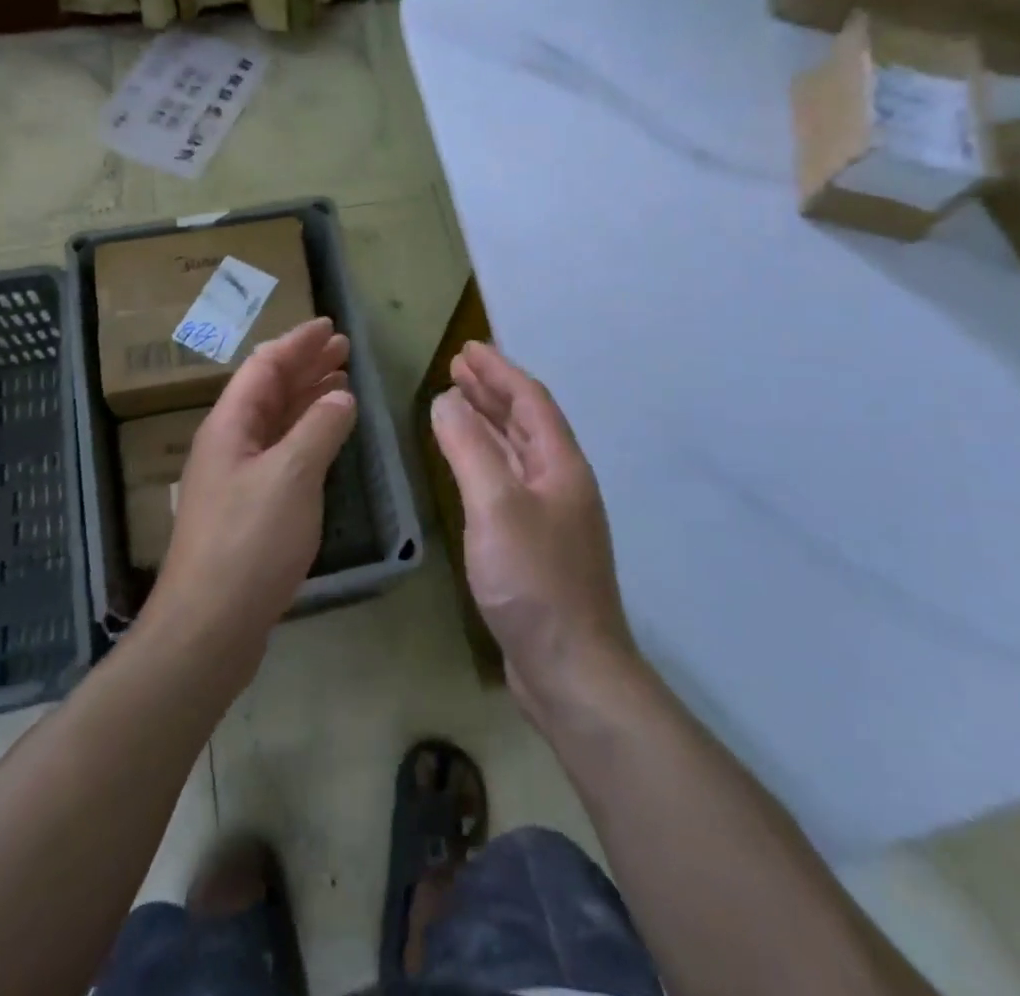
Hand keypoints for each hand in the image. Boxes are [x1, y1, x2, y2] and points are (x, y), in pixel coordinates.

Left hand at [144, 318, 356, 674]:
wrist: (209, 625)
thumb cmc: (249, 542)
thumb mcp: (292, 476)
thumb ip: (320, 428)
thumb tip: (342, 396)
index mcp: (230, 425)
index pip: (265, 366)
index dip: (297, 343)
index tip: (328, 326)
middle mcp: (229, 443)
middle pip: (268, 389)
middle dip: (305, 365)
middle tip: (343, 350)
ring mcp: (236, 476)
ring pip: (275, 420)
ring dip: (307, 397)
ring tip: (341, 381)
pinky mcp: (248, 506)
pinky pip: (281, 451)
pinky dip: (306, 433)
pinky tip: (326, 435)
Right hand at [430, 341, 637, 723]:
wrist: (572, 670)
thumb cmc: (535, 581)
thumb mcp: (496, 506)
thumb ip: (469, 449)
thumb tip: (447, 400)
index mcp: (561, 465)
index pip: (530, 400)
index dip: (499, 370)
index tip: (467, 348)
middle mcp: (561, 483)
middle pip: (526, 422)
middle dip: (492, 391)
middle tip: (456, 368)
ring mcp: (551, 516)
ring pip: (517, 453)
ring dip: (489, 423)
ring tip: (456, 402)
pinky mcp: (537, 545)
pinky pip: (509, 482)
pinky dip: (486, 461)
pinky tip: (467, 466)